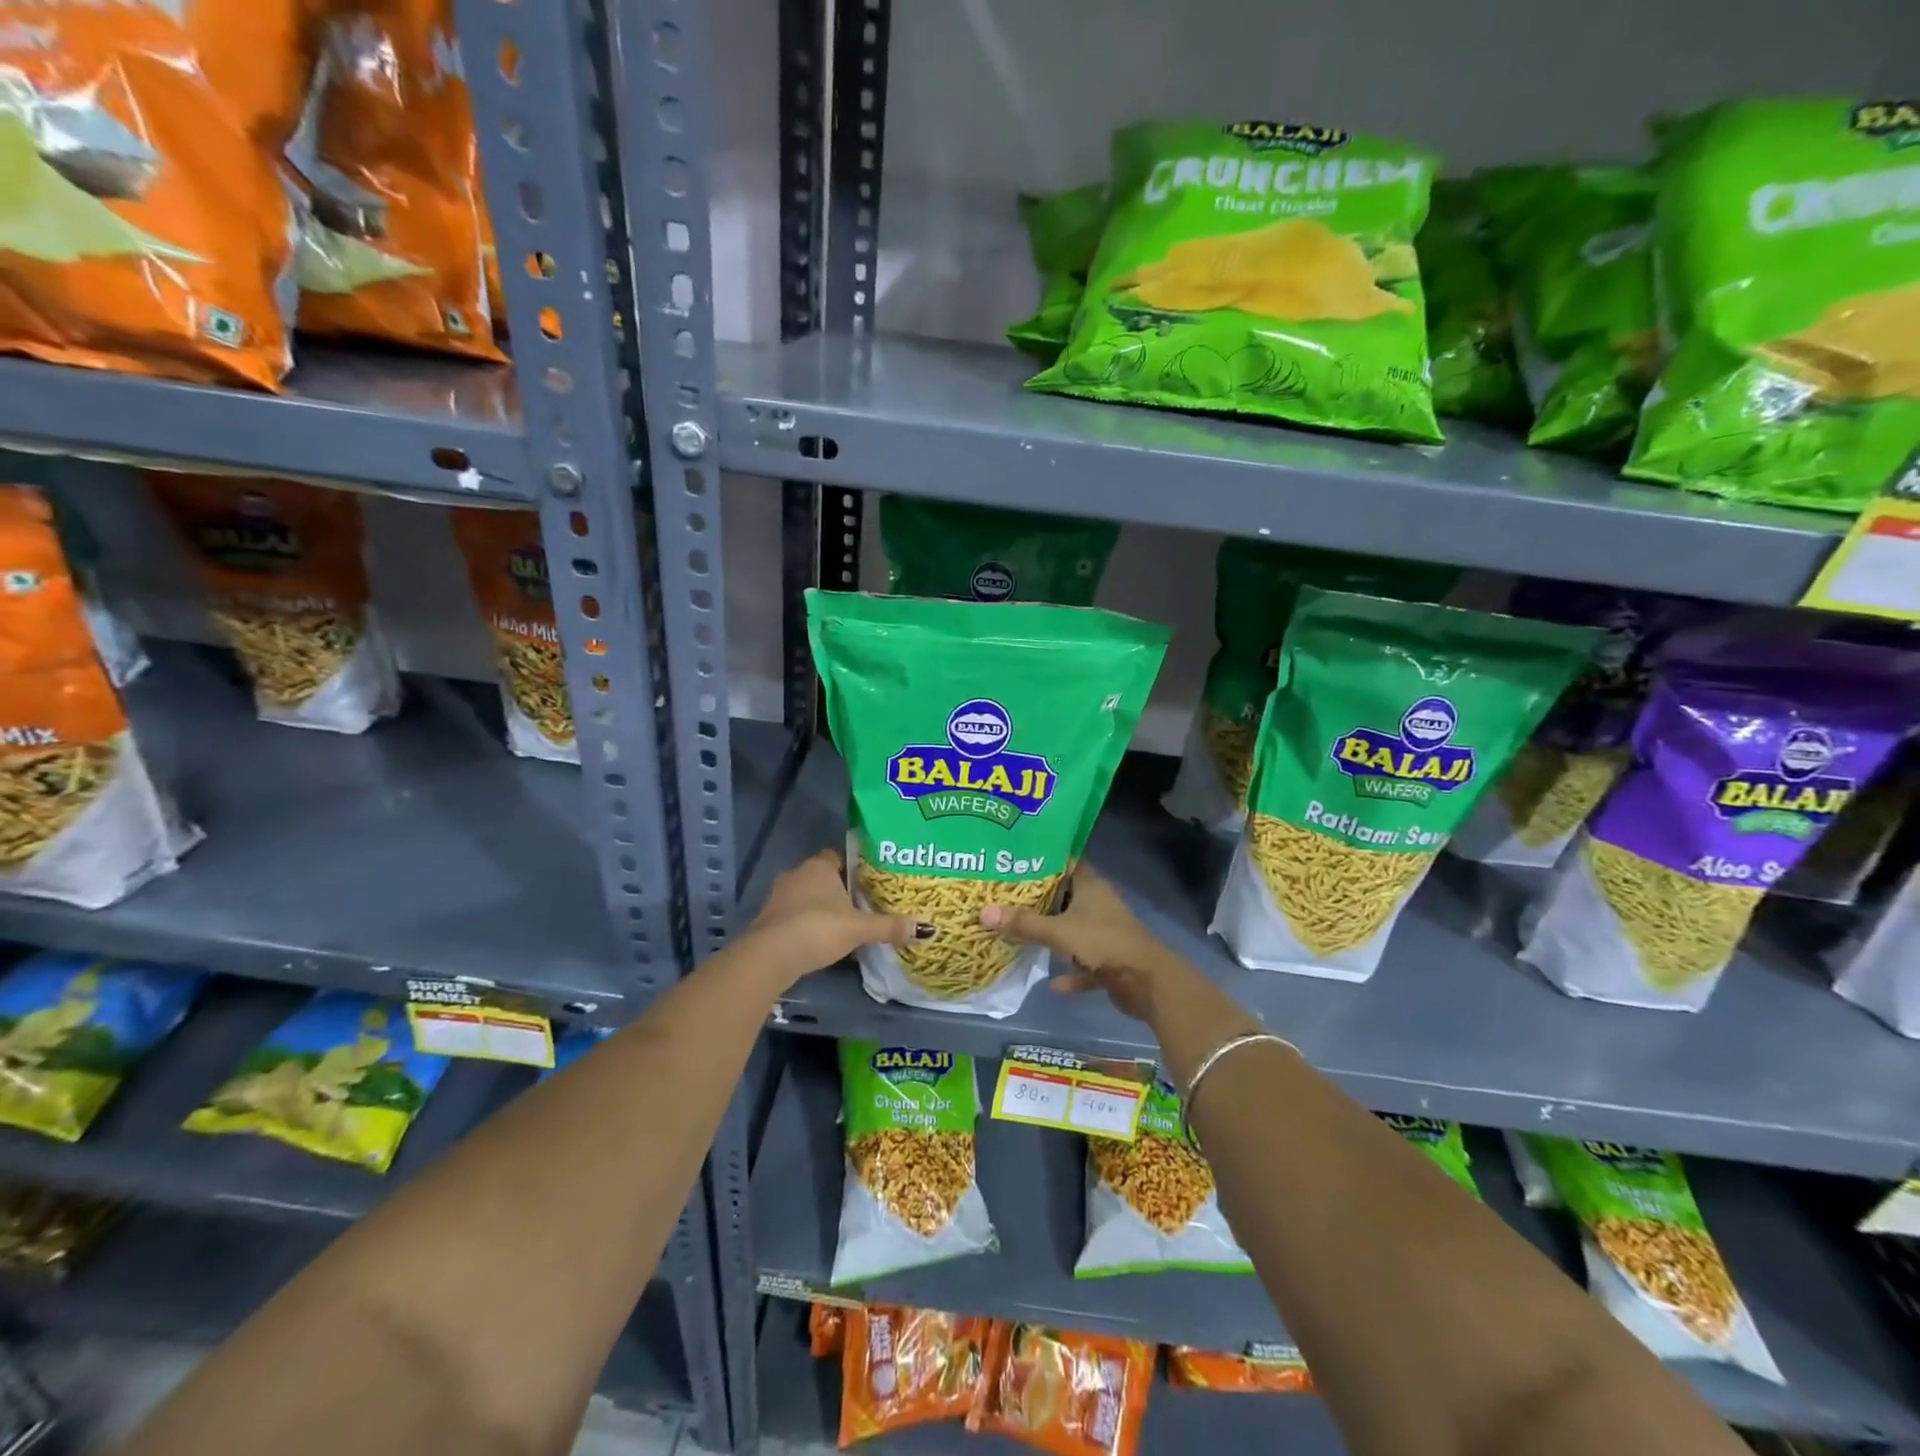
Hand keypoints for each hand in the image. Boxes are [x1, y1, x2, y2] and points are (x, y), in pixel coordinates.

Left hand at [739, 849, 929, 989]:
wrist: (770, 956)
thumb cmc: (817, 929)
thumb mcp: (858, 928)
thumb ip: (889, 926)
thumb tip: (926, 928)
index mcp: (818, 866)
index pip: (838, 856)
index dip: (853, 868)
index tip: (869, 882)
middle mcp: (796, 874)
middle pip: (822, 877)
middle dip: (838, 890)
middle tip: (861, 905)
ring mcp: (778, 897)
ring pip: (807, 897)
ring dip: (821, 909)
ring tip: (844, 925)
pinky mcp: (768, 920)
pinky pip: (794, 916)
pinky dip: (807, 925)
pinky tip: (820, 940)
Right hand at [979, 866, 1187, 1021]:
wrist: (1147, 982)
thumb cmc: (1103, 943)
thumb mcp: (1058, 931)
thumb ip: (1023, 923)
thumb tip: (982, 912)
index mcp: (1090, 886)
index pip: (1065, 862)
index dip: (1043, 858)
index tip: (1015, 858)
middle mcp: (1099, 904)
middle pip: (1065, 896)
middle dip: (1039, 899)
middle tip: (1005, 895)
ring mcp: (1105, 933)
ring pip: (1074, 929)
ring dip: (1053, 935)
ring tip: (1020, 932)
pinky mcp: (1110, 961)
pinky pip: (1084, 964)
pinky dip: (1071, 972)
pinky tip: (1052, 982)